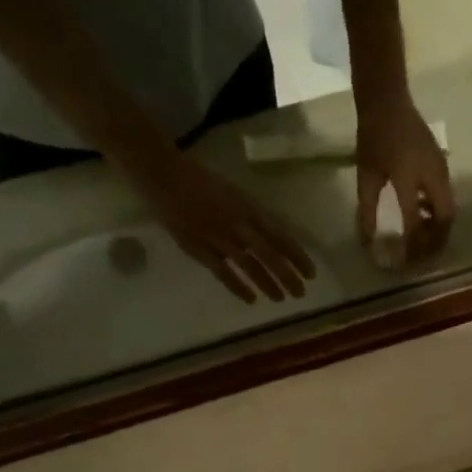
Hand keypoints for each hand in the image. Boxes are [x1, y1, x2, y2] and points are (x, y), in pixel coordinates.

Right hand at [119, 145, 315, 302]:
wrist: (161, 172)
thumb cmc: (197, 178)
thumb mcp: (232, 191)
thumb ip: (249, 215)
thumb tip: (269, 236)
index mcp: (247, 207)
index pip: (280, 236)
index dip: (297, 256)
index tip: (311, 273)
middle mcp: (237, 223)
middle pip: (269, 255)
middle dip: (287, 276)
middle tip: (300, 293)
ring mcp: (218, 238)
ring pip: (250, 267)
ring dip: (268, 284)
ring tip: (281, 299)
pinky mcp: (200, 249)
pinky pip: (224, 273)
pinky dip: (239, 287)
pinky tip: (251, 299)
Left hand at [356, 91, 454, 263]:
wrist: (388, 99)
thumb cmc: (373, 136)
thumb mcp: (365, 176)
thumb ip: (367, 211)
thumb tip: (367, 243)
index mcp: (408, 177)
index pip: (415, 222)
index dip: (411, 246)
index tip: (404, 261)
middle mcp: (431, 174)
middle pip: (445, 218)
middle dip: (436, 241)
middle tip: (421, 256)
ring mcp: (441, 169)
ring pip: (449, 209)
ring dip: (439, 229)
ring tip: (422, 240)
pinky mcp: (442, 165)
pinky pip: (447, 197)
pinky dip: (438, 213)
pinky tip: (422, 216)